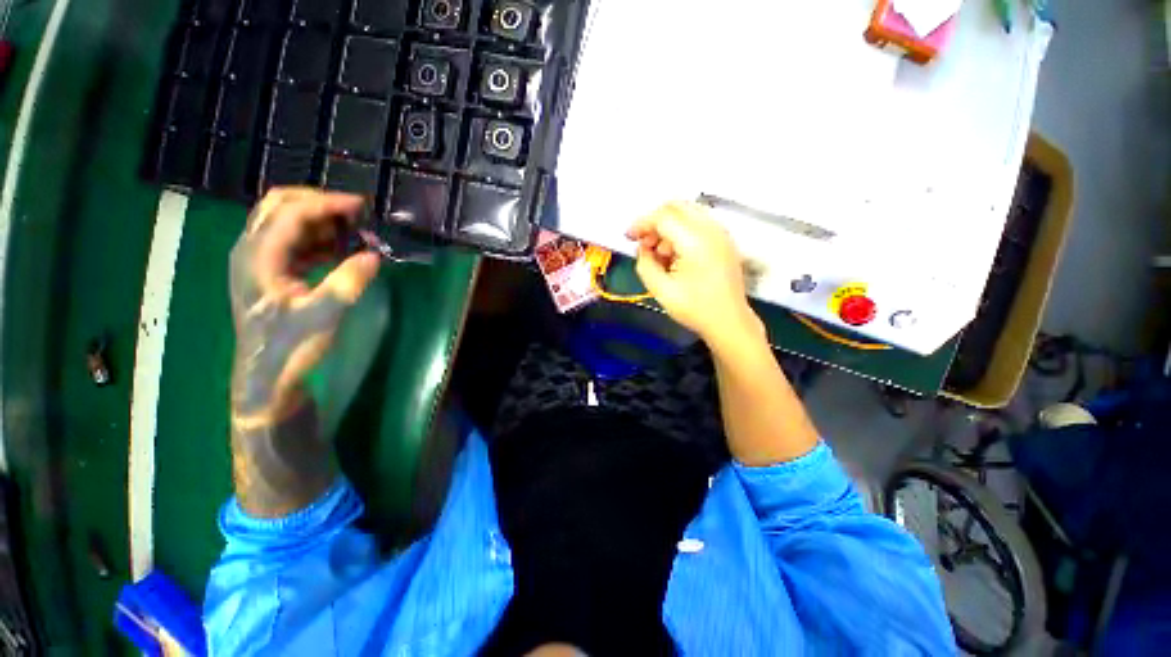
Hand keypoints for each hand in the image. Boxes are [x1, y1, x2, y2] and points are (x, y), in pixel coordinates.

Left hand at [229, 188, 380, 426]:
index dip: (327, 204)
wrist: (267, 376)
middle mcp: (252, 250)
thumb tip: (375, 255)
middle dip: (318, 203)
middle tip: (354, 213)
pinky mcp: (271, 271)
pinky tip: (342, 249)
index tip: (361, 206)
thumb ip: (349, 282)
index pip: (291, 213)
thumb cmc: (289, 346)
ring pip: (286, 222)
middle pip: (279, 206)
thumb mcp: (323, 315)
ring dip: (320, 221)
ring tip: (354, 231)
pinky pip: (294, 242)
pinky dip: (319, 239)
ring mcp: (259, 260)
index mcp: (258, 256)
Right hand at [626, 201, 761, 345]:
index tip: (629, 237)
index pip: (663, 217)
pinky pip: (698, 222)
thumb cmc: (695, 309)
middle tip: (643, 242)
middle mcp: (711, 230)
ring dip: (668, 225)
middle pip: (676, 206)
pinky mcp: (724, 240)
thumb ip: (645, 264)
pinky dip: (682, 231)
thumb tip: (642, 248)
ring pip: (688, 212)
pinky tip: (675, 253)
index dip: (641, 224)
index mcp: (695, 242)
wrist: (729, 322)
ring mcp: (721, 233)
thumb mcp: (661, 290)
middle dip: (654, 220)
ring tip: (659, 253)